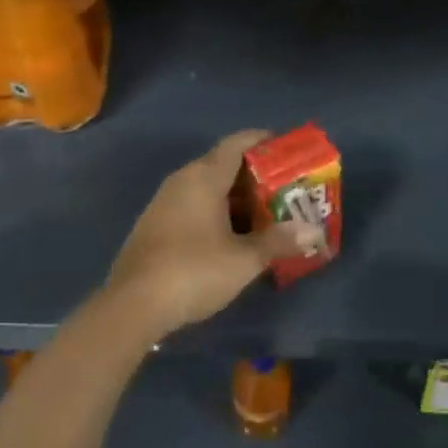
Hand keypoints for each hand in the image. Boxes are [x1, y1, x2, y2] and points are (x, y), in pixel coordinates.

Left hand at [103, 130, 320, 342]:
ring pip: (207, 189)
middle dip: (255, 176)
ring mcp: (164, 204)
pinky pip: (193, 207)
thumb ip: (279, 241)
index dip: (262, 141)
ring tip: (265, 215)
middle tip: (285, 189)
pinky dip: (217, 213)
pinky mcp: (154, 227)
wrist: (132, 306)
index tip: (286, 148)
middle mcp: (182, 181)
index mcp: (204, 177)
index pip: (237, 144)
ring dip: (236, 199)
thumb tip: (315, 232)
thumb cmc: (194, 271)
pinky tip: (232, 238)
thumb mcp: (244, 259)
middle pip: (223, 166)